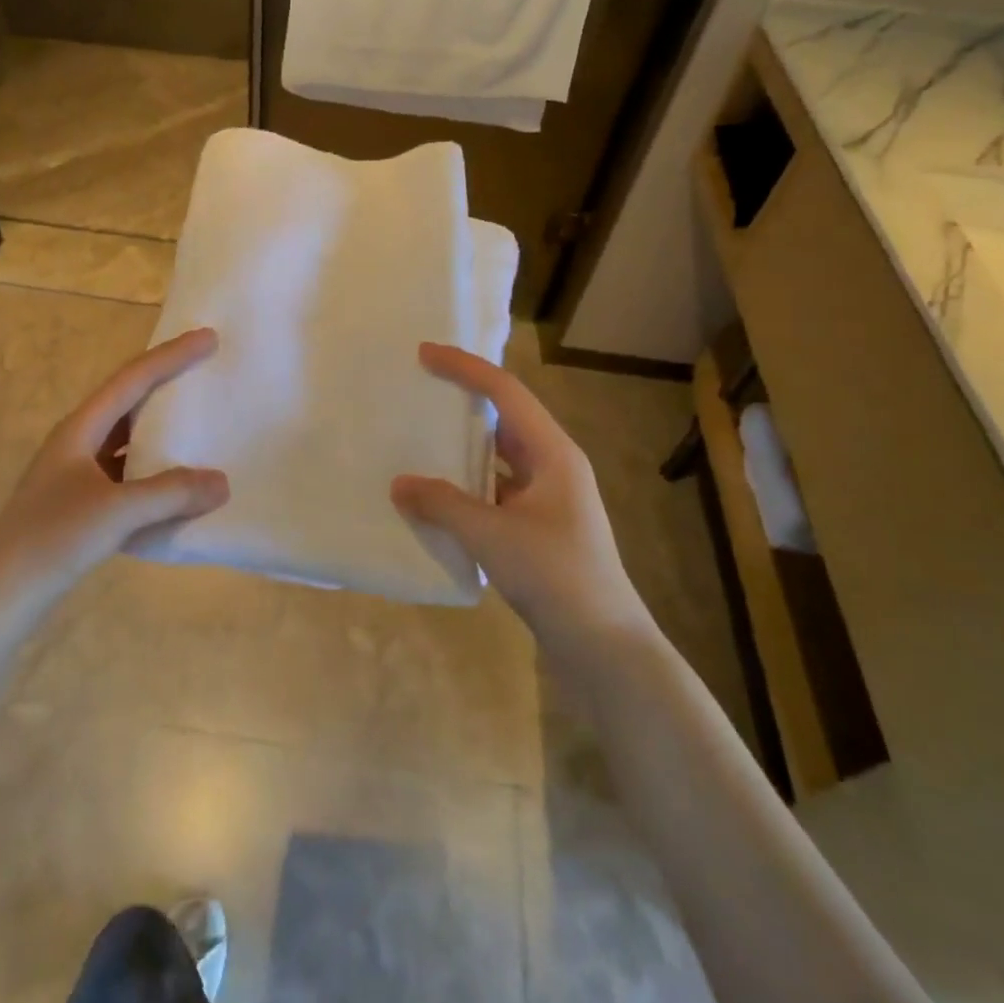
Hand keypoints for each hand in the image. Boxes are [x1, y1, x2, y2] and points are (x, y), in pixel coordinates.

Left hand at [0, 328, 228, 607]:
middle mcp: (78, 443)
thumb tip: (223, 483)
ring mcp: (77, 474)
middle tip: (205, 370)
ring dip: (161, 429)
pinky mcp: (80, 504)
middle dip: (166, 383)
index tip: (208, 338)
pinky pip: (126, 474)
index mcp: (80, 429)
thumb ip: (171, 493)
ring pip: (128, 439)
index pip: (133, 380)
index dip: (171, 356)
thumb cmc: (52, 539)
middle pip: (128, 401)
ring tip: (198, 422)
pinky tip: (176, 485)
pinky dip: (154, 472)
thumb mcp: (116, 511)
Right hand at [391, 343, 653, 649]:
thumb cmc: (556, 576)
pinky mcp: (538, 530)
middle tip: (419, 391)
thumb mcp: (492, 535)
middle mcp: (553, 467)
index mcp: (553, 453)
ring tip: (418, 440)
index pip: (505, 392)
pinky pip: (495, 493)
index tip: (425, 354)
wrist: (605, 648)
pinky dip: (465, 489)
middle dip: (463, 403)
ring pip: (498, 459)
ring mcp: (548, 500)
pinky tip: (435, 499)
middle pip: (503, 420)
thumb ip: (442, 504)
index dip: (465, 368)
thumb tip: (398, 484)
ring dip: (461, 450)